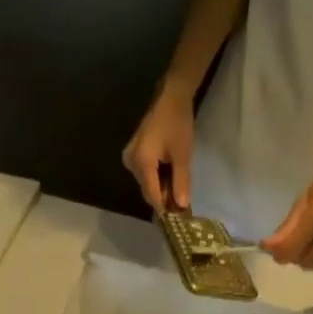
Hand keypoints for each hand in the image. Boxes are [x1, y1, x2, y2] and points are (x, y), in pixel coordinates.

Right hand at [122, 82, 195, 213]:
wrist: (171, 96)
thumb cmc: (178, 123)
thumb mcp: (183, 154)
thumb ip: (181, 181)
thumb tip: (183, 206)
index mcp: (141, 163)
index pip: (151, 194)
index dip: (164, 207)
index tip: (177, 217)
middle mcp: (131, 163)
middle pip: (147, 190)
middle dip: (162, 198)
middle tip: (180, 205)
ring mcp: (130, 158)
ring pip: (146, 182)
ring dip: (160, 188)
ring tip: (177, 190)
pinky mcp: (133, 153)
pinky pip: (144, 173)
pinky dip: (156, 178)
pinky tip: (168, 178)